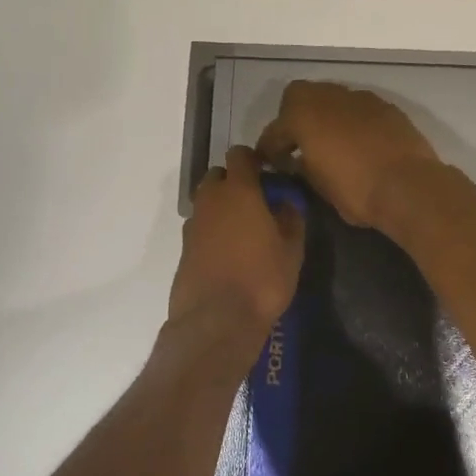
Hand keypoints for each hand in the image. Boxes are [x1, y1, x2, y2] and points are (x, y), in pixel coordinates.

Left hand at [169, 146, 305, 329]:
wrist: (216, 320)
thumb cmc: (262, 279)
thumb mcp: (292, 249)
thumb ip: (291, 218)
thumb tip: (287, 202)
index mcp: (239, 190)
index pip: (240, 155)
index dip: (254, 160)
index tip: (269, 174)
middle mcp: (211, 200)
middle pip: (218, 176)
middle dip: (235, 182)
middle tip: (257, 203)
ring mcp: (193, 224)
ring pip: (207, 202)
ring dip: (222, 207)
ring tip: (244, 231)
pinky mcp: (184, 248)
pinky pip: (201, 227)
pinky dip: (213, 231)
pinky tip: (229, 253)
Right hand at [255, 81, 447, 230]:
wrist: (409, 186)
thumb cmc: (356, 189)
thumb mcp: (318, 186)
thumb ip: (302, 167)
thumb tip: (297, 162)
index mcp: (303, 115)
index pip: (275, 131)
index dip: (270, 150)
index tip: (275, 166)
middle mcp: (329, 97)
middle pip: (299, 97)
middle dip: (294, 118)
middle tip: (299, 145)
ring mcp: (360, 98)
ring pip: (331, 98)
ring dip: (325, 116)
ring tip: (331, 143)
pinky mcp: (385, 107)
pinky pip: (358, 108)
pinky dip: (351, 121)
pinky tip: (359, 143)